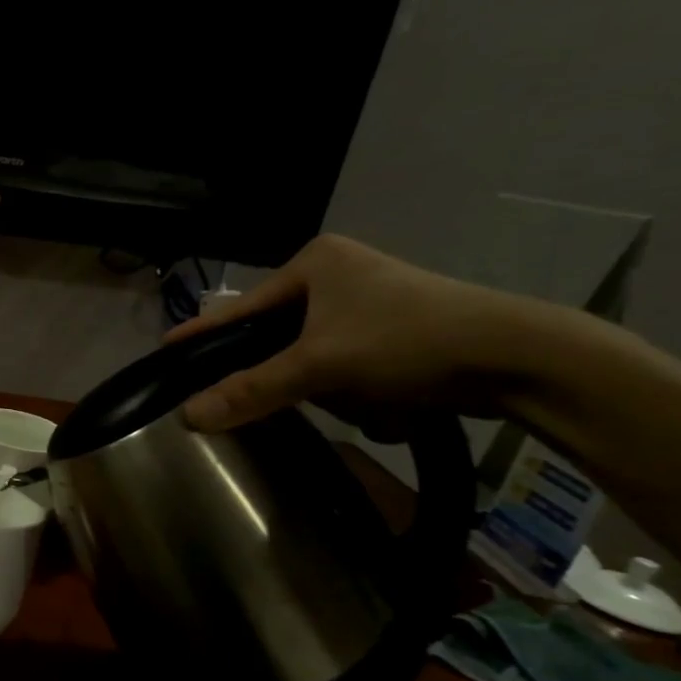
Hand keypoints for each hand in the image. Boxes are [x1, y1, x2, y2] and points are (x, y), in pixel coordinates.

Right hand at [165, 235, 542, 431]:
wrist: (516, 357)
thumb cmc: (406, 342)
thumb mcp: (320, 366)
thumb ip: (252, 390)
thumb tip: (188, 417)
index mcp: (315, 263)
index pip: (240, 307)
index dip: (202, 332)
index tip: (164, 349)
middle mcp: (337, 273)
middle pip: (275, 332)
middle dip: (281, 369)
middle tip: (268, 396)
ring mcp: (367, 300)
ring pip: (309, 351)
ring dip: (320, 383)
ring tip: (349, 400)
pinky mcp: (392, 327)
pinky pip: (342, 360)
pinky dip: (349, 385)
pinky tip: (372, 401)